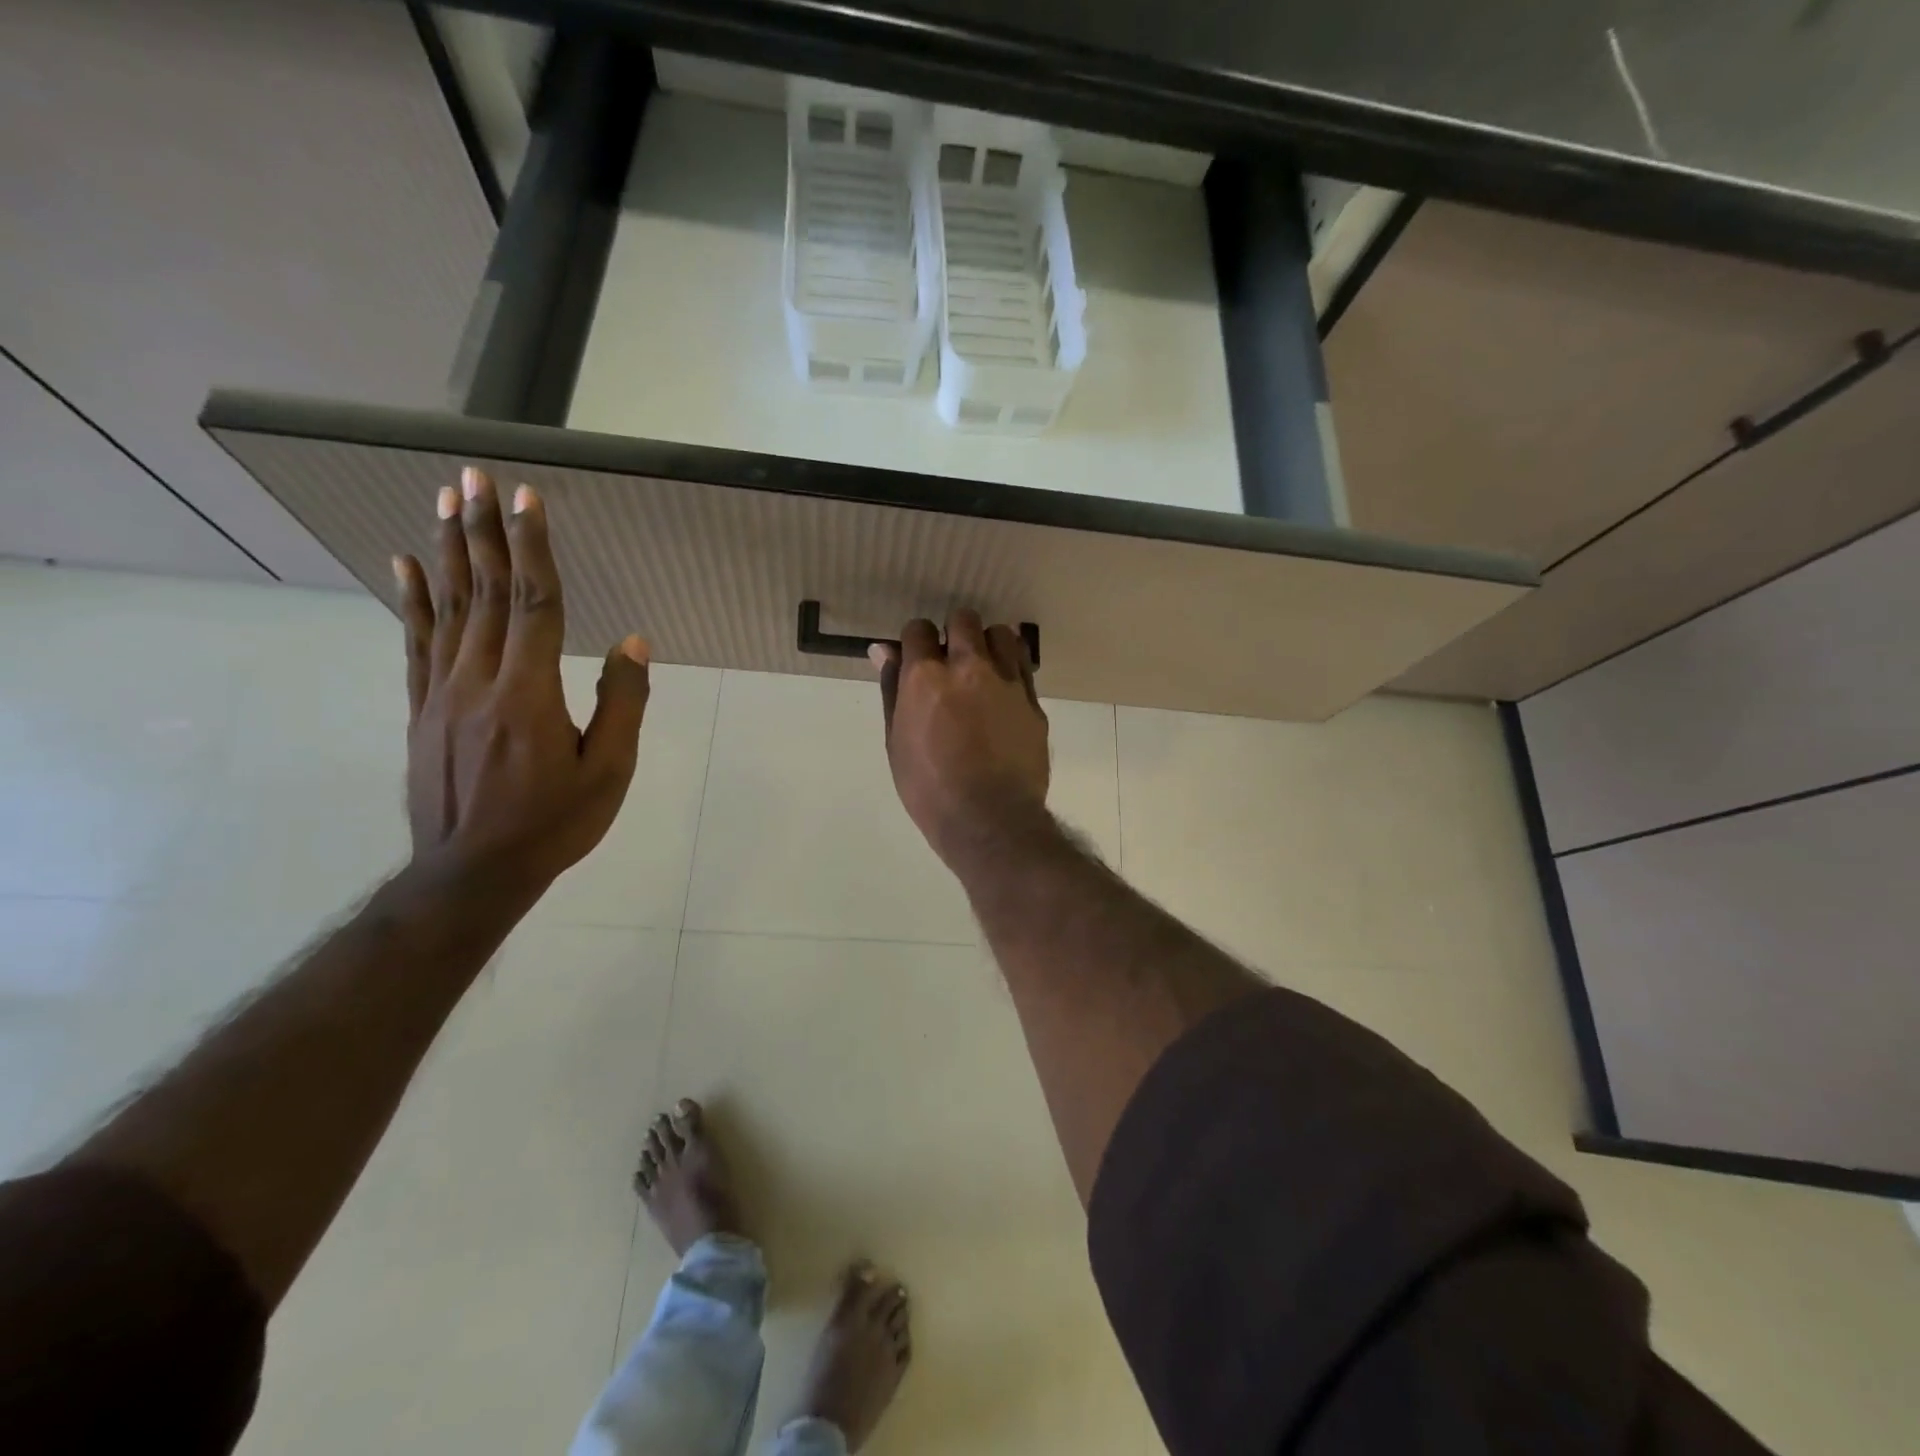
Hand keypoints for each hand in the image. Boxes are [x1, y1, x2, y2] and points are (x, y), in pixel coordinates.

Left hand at [394, 467, 649, 892]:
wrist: (473, 872)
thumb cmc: (554, 823)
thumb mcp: (609, 771)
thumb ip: (622, 703)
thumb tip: (633, 641)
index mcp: (530, 692)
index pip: (534, 603)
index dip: (532, 548)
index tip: (526, 499)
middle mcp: (480, 679)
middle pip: (485, 593)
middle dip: (483, 531)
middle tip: (474, 477)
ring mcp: (443, 692)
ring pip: (448, 608)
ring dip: (448, 551)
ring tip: (444, 502)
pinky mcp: (423, 709)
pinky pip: (416, 643)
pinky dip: (411, 599)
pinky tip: (405, 565)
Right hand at [872, 610, 1049, 863]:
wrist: (989, 820)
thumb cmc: (929, 788)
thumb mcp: (896, 742)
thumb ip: (892, 690)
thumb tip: (881, 650)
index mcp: (926, 677)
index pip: (918, 629)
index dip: (915, 643)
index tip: (918, 661)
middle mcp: (968, 667)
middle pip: (963, 620)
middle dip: (953, 634)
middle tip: (950, 663)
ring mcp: (1007, 681)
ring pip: (1001, 634)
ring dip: (988, 644)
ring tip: (982, 671)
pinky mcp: (1033, 700)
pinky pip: (1023, 664)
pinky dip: (1011, 667)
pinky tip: (1002, 691)